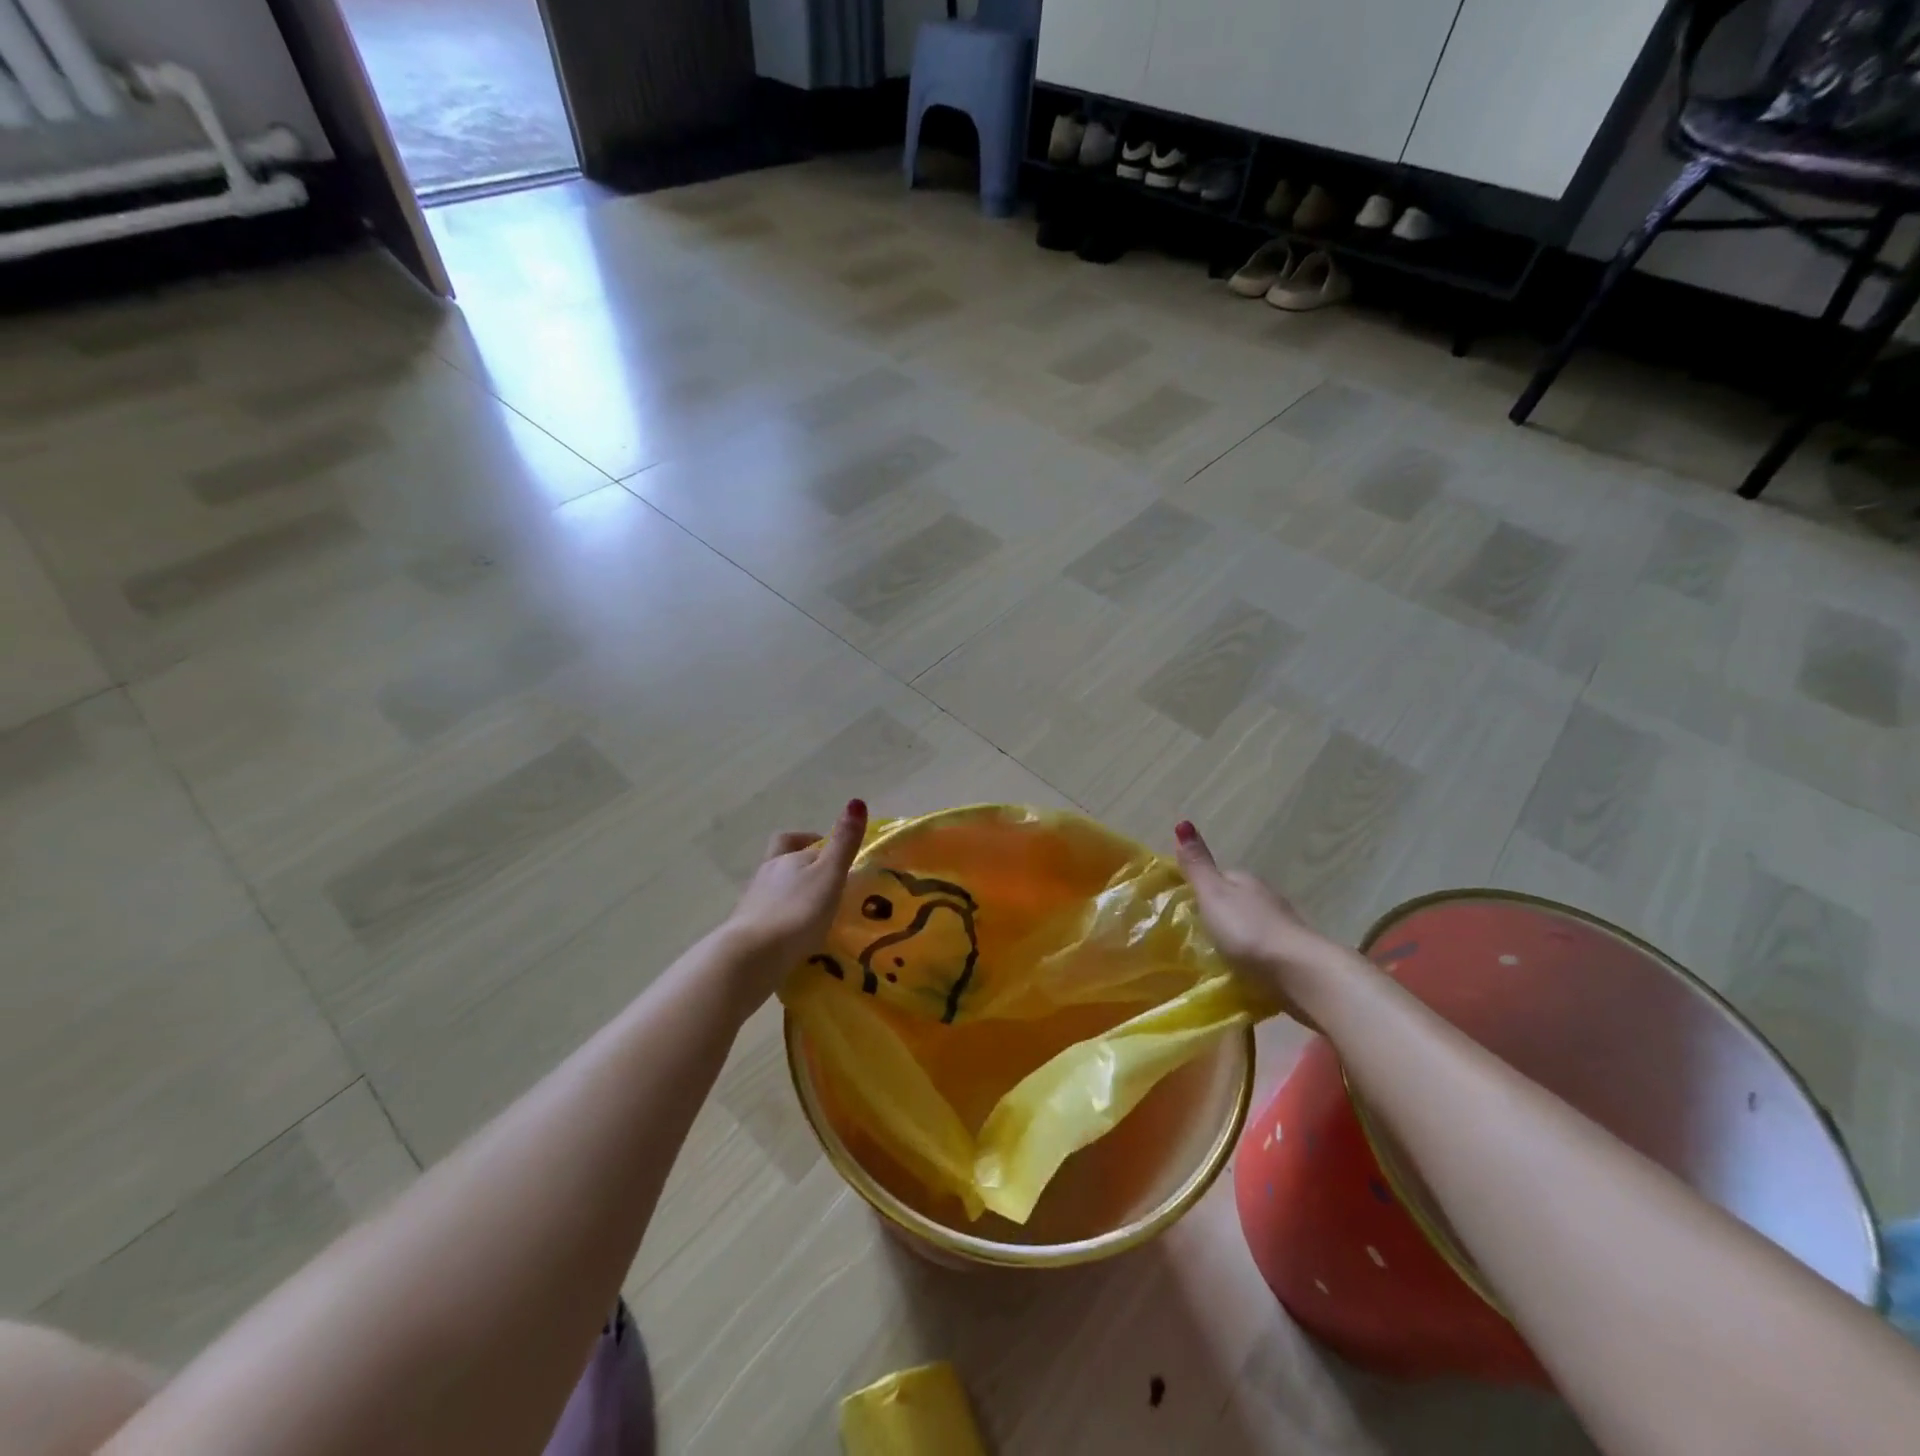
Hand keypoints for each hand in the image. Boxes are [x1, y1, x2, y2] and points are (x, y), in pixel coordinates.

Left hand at [722, 799, 868, 997]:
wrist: (752, 956)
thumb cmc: (797, 912)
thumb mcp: (829, 875)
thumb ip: (843, 843)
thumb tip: (856, 801)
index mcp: (786, 857)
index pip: (804, 842)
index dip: (822, 845)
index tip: (840, 859)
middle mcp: (767, 873)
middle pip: (782, 859)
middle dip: (801, 864)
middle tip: (825, 881)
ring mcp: (753, 901)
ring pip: (775, 888)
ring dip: (793, 894)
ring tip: (816, 913)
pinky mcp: (746, 929)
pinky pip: (769, 916)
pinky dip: (783, 919)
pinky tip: (796, 937)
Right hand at [1174, 820, 1332, 1007]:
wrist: (1299, 971)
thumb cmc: (1248, 929)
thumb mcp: (1213, 895)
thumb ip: (1198, 866)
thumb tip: (1183, 822)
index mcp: (1245, 880)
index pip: (1221, 876)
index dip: (1204, 887)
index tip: (1186, 905)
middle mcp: (1266, 897)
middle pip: (1238, 899)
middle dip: (1221, 912)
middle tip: (1198, 932)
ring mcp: (1283, 926)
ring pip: (1253, 923)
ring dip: (1239, 934)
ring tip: (1219, 952)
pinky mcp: (1292, 954)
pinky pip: (1265, 947)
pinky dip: (1254, 953)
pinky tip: (1245, 966)